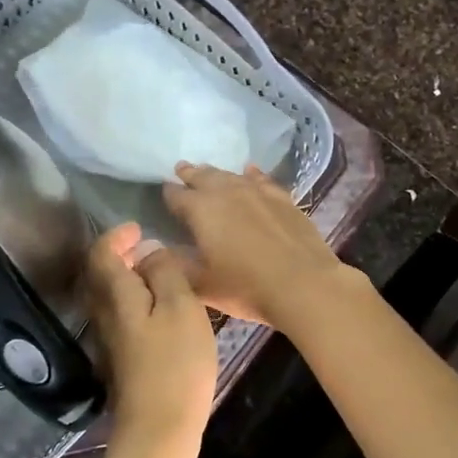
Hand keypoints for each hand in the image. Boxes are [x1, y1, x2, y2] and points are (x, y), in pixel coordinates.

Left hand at [84, 221, 218, 441]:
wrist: (160, 428)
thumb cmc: (176, 363)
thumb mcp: (180, 307)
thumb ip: (165, 272)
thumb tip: (150, 252)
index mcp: (116, 296)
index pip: (101, 254)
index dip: (116, 235)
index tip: (139, 228)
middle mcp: (104, 315)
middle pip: (100, 275)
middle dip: (119, 255)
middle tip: (147, 247)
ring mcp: (110, 340)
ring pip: (110, 298)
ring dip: (127, 279)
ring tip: (158, 274)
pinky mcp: (121, 361)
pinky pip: (121, 317)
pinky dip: (135, 302)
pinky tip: (161, 310)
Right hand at [161, 163, 363, 330]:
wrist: (303, 284)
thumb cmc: (245, 287)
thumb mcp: (201, 285)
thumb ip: (175, 265)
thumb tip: (154, 251)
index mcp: (200, 210)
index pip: (176, 196)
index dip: (167, 194)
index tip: (163, 193)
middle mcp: (226, 192)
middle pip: (202, 176)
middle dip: (190, 174)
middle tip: (181, 170)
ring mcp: (257, 191)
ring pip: (230, 175)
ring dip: (216, 174)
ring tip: (208, 172)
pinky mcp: (282, 198)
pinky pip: (261, 179)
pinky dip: (250, 175)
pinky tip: (249, 172)